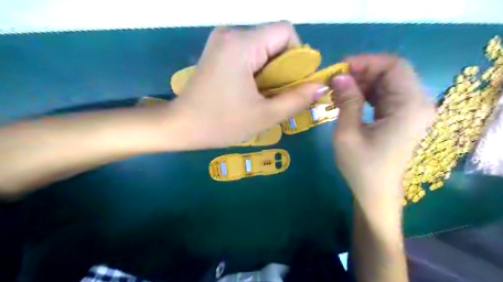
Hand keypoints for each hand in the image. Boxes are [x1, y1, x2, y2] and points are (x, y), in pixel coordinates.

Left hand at [164, 22, 324, 147]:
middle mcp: (231, 34)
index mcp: (242, 44)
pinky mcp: (218, 51)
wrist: (180, 126)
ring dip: (271, 71)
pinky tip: (250, 91)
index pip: (286, 32)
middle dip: (284, 67)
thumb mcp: (264, 115)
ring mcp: (222, 41)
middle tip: (277, 95)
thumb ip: (296, 99)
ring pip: (263, 48)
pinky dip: (258, 70)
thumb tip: (320, 86)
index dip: (298, 56)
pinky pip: (249, 53)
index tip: (293, 83)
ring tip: (263, 96)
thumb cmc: (221, 123)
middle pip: (274, 39)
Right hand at [331, 55, 436, 207]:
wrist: (375, 193)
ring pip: (388, 83)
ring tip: (338, 89)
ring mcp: (411, 111)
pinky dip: (366, 93)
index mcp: (409, 107)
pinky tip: (348, 98)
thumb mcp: (347, 133)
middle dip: (362, 72)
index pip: (394, 66)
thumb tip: (339, 76)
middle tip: (335, 79)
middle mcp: (417, 104)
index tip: (340, 67)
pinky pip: (385, 95)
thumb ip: (347, 100)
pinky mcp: (402, 117)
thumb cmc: (361, 167)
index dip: (366, 61)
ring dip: (362, 82)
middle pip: (392, 73)